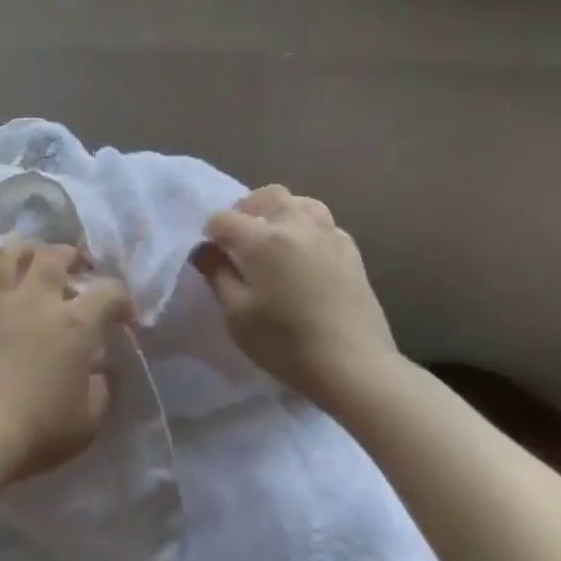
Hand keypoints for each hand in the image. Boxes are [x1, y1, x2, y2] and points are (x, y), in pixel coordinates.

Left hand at [0, 239, 132, 480]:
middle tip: (74, 264)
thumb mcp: (87, 421)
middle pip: (55, 256)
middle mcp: (35, 298)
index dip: (121, 298)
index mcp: (74, 323)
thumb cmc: (36, 430)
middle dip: (70, 255)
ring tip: (27, 259)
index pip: (109, 292)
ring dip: (22, 251)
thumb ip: (101, 389)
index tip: (122, 314)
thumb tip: (103, 370)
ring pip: (8, 253)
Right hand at [191, 185, 397, 398]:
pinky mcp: (351, 251)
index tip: (211, 256)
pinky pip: (324, 224)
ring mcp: (328, 235)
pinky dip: (307, 229)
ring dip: (281, 213)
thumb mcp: (237, 315)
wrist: (354, 366)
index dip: (211, 234)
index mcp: (261, 239)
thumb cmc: (285, 343)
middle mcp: (295, 225)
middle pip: (267, 195)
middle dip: (247, 210)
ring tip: (275, 240)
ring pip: (301, 202)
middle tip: (242, 240)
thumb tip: (206, 251)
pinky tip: (305, 256)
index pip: (224, 218)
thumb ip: (218, 275)